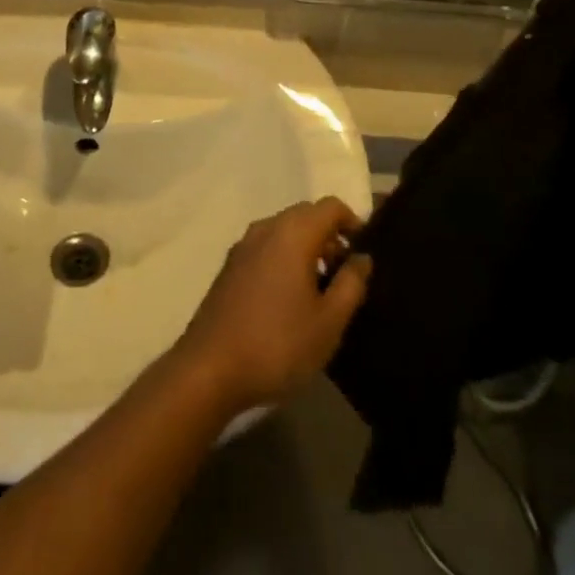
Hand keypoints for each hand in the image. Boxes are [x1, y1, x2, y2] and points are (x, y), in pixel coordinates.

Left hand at [174, 198, 370, 412]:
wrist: (210, 368)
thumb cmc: (278, 344)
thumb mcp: (329, 322)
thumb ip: (351, 284)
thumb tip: (362, 257)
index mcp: (292, 233)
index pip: (330, 206)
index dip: (353, 223)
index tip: (364, 255)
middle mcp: (266, 228)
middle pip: (306, 214)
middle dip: (330, 236)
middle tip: (345, 275)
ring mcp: (243, 245)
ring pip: (284, 230)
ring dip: (307, 248)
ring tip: (321, 290)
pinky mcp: (230, 265)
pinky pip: (266, 247)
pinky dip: (284, 257)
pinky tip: (289, 297)